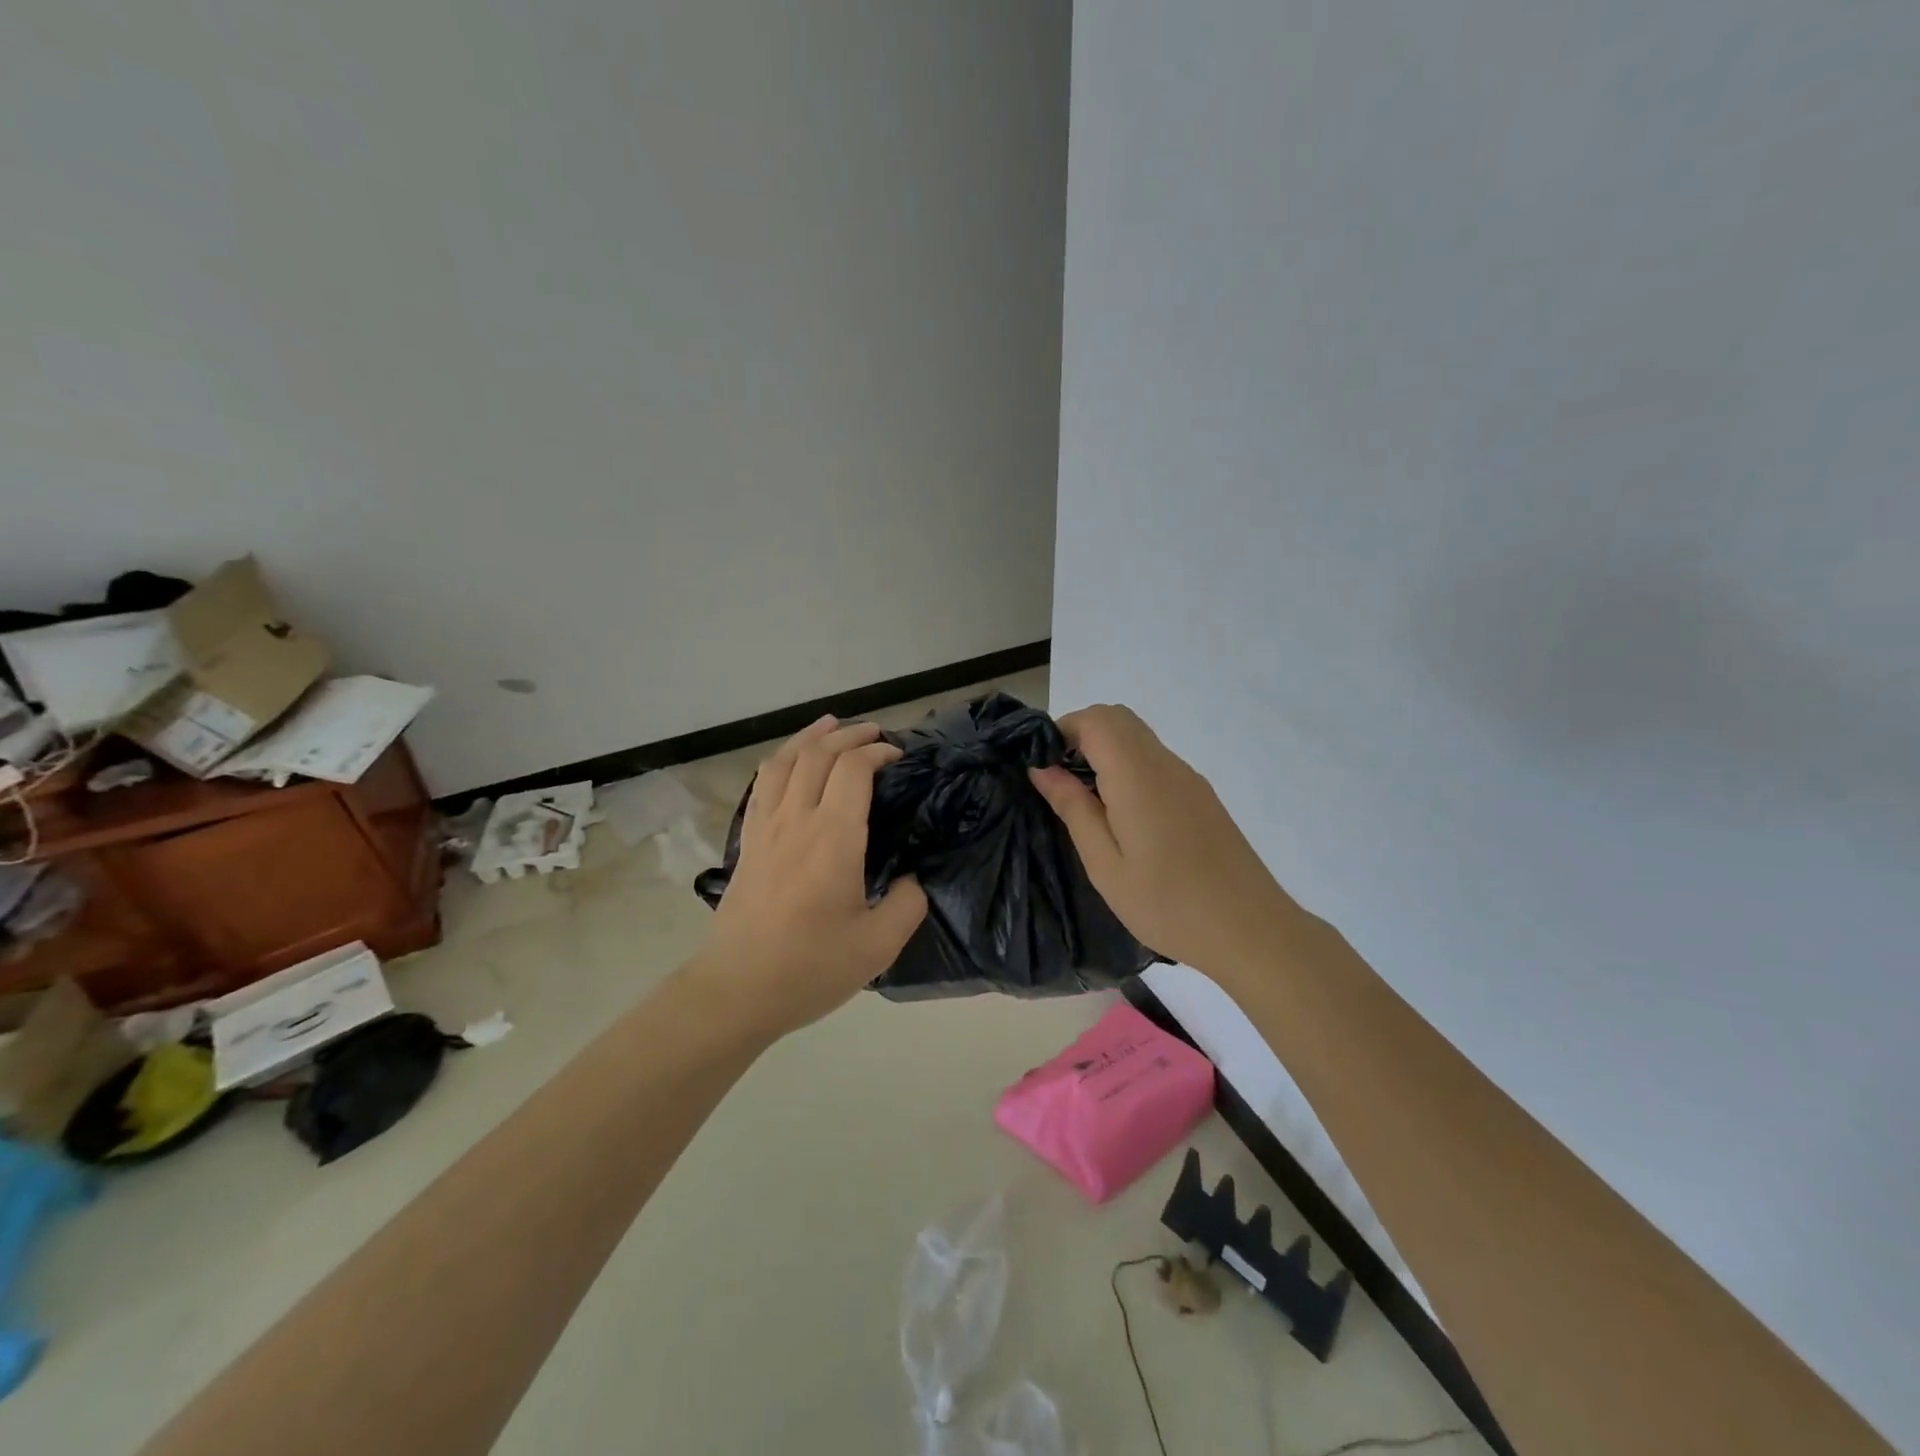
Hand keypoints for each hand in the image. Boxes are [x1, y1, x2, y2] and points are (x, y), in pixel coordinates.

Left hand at [694, 716, 927, 1038]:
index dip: (877, 752)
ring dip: (811, 736)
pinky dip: (782, 760)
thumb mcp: (878, 946)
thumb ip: (908, 904)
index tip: (898, 757)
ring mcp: (765, 828)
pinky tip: (792, 762)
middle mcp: (796, 820)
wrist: (736, 990)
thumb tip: (914, 878)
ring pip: (785, 761)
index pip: (852, 770)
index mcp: (833, 839)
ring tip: (832, 724)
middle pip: (818, 754)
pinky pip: (763, 784)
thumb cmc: (809, 968)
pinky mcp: (748, 842)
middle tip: (875, 733)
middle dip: (849, 735)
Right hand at [1028, 704, 1297, 980]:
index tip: (1042, 767)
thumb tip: (1042, 768)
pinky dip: (1128, 766)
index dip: (1061, 730)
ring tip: (1086, 802)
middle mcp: (1165, 764)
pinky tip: (1123, 815)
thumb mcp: (1105, 865)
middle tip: (1059, 781)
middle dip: (1080, 735)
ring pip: (1138, 737)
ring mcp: (1188, 778)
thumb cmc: (1168, 904)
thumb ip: (1073, 808)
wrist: (1251, 931)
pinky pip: (1156, 760)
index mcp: (1137, 776)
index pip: (1095, 720)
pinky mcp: (1201, 795)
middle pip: (1117, 719)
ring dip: (1105, 750)